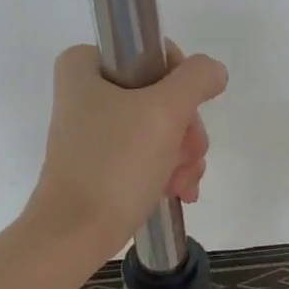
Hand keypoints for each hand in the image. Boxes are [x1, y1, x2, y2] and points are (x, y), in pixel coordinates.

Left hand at [26, 43, 228, 261]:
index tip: (182, 117)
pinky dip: (167, 170)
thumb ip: (197, 79)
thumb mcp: (164, 111)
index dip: (181, 85)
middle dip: (184, 131)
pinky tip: (177, 192)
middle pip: (163, 95)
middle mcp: (86, 91)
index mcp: (86, 64)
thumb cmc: (115, 164)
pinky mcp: (101, 162)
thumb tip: (214, 71)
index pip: (155, 54)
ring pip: (161, 127)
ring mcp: (94, 129)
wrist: (75, 234)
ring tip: (180, 183)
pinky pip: (148, 154)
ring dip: (181, 156)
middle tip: (183, 157)